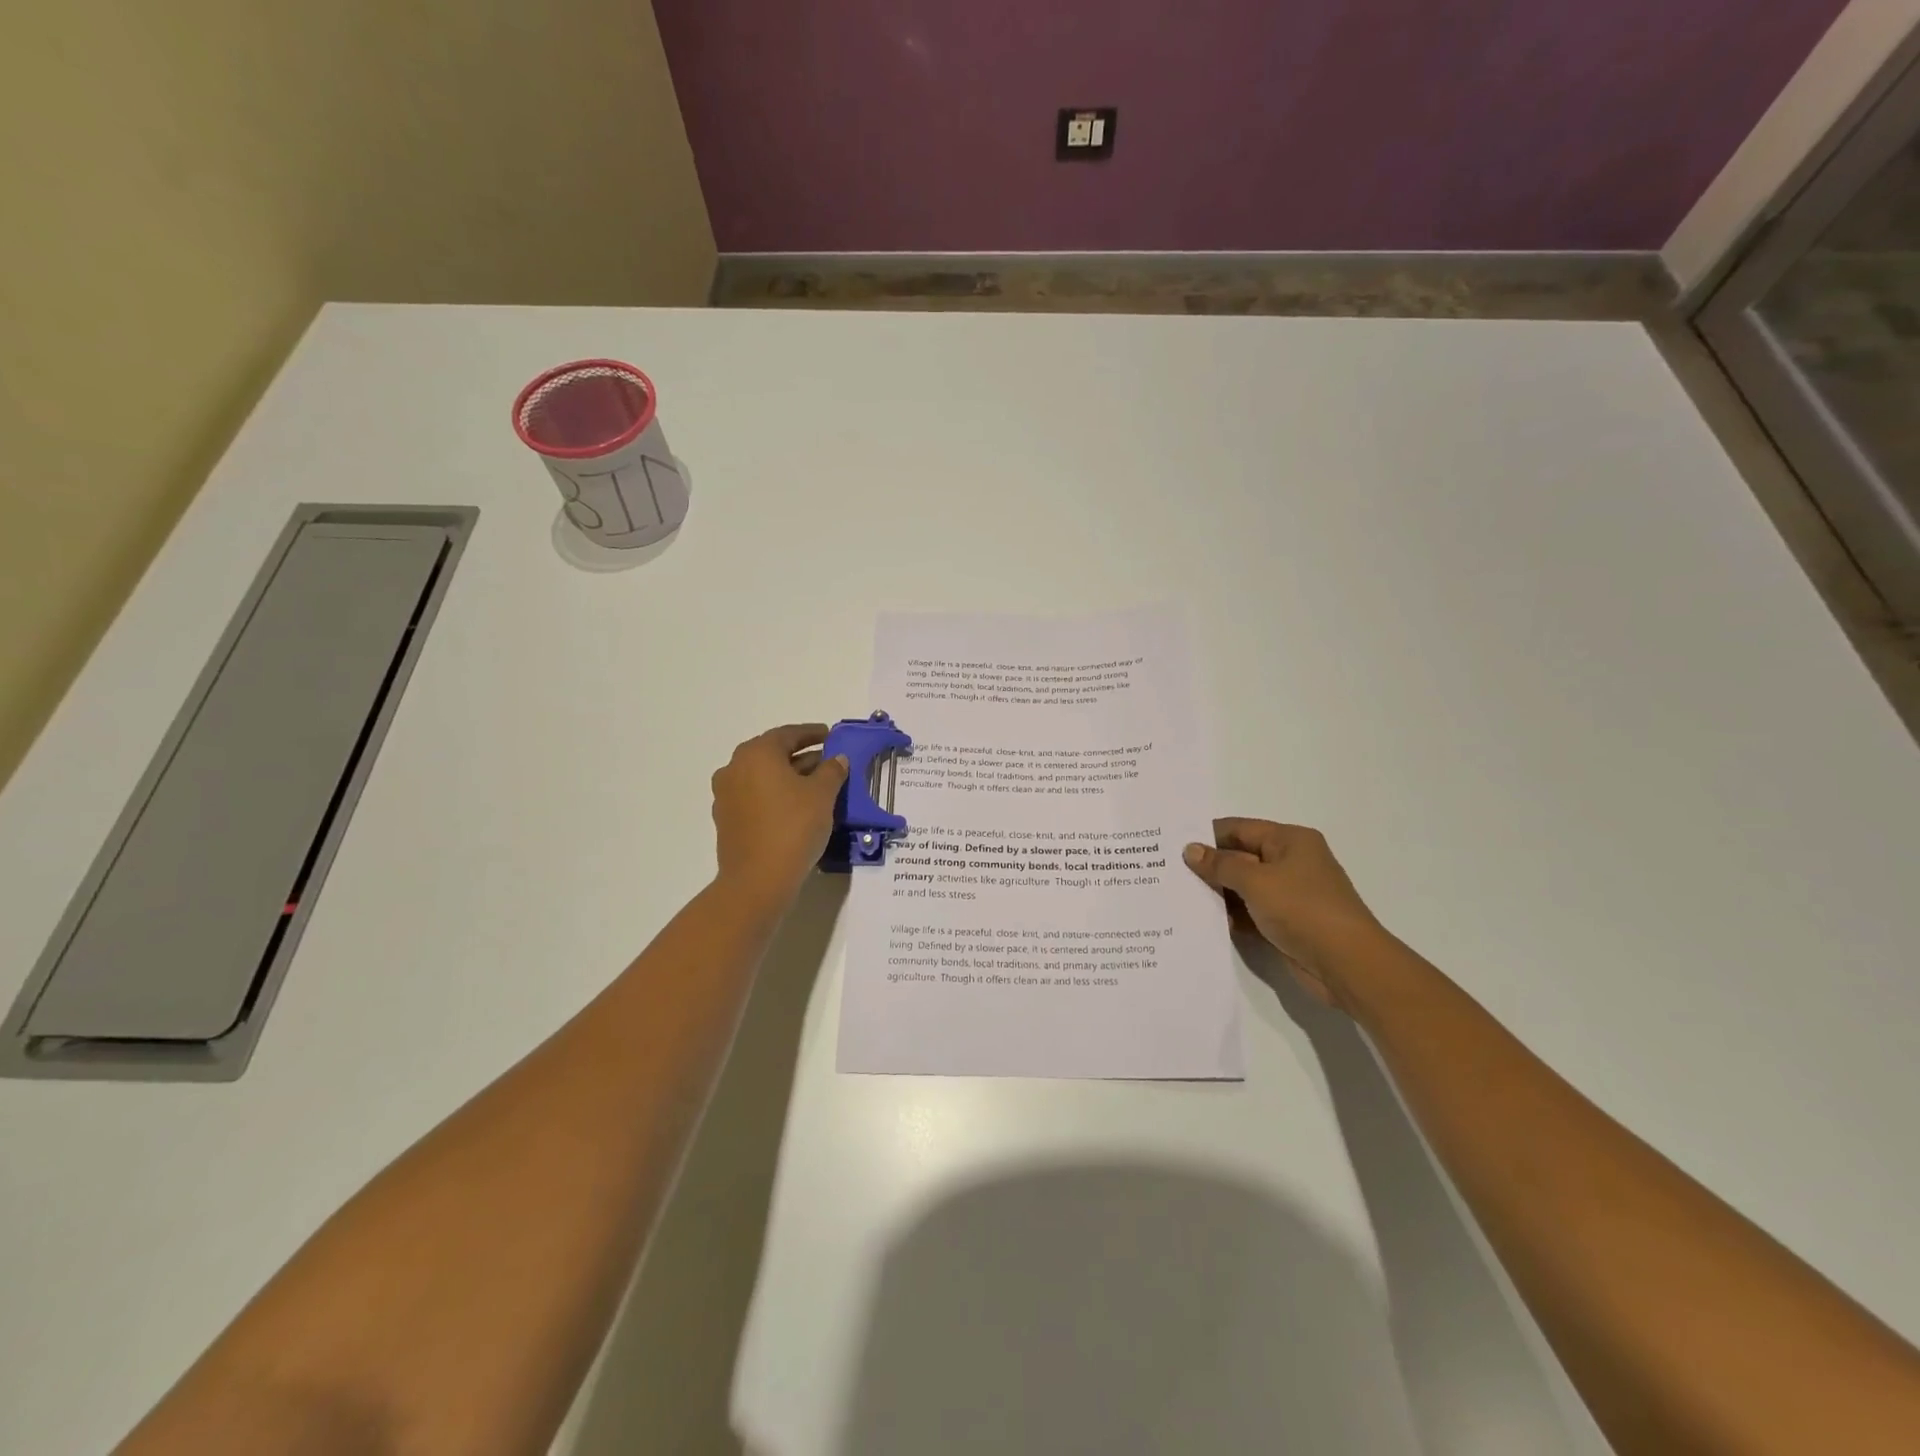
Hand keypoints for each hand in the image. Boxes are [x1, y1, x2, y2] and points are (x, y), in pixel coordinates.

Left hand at [711, 723, 848, 909]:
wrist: (758, 880)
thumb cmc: (793, 827)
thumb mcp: (823, 795)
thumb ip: (832, 771)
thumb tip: (837, 759)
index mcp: (757, 753)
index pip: (788, 734)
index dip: (812, 733)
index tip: (830, 735)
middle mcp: (735, 767)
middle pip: (772, 754)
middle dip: (800, 756)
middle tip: (826, 762)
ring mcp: (726, 794)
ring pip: (762, 776)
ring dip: (787, 777)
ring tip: (815, 786)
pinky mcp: (726, 819)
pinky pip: (754, 796)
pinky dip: (774, 795)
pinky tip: (795, 807)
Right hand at [1183, 819, 1387, 1009]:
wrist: (1347, 964)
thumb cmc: (1303, 909)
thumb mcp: (1256, 881)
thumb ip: (1221, 864)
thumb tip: (1191, 850)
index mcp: (1290, 841)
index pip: (1240, 828)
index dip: (1207, 835)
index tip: (1171, 843)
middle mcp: (1290, 862)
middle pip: (1240, 857)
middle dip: (1208, 866)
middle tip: (1167, 872)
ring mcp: (1288, 894)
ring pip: (1242, 887)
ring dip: (1216, 893)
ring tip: (1177, 897)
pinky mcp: (1285, 923)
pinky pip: (1249, 912)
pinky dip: (1229, 916)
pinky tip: (1201, 922)